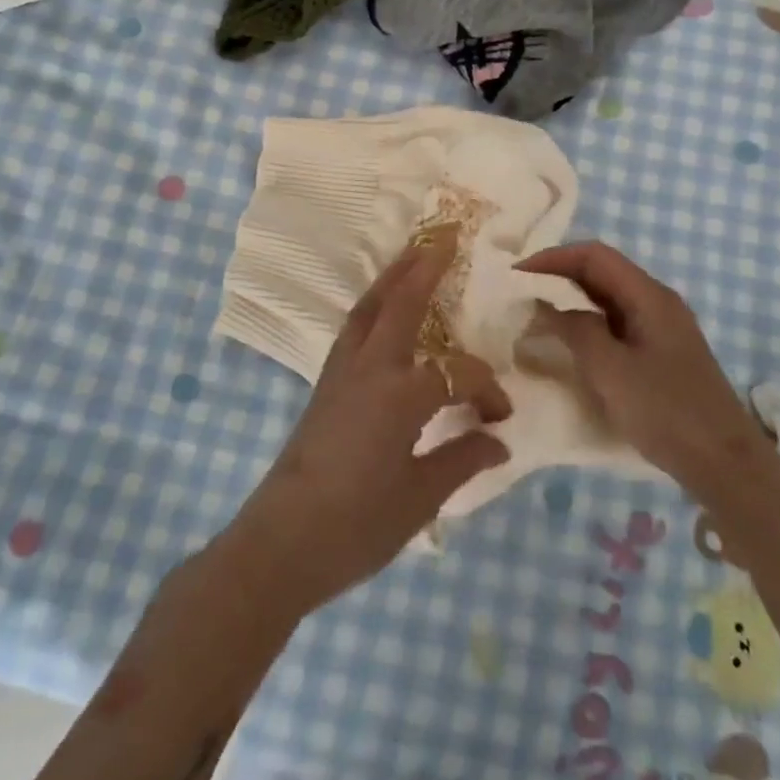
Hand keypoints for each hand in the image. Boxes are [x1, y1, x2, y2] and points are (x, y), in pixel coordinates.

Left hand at [223, 231, 511, 618]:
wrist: (279, 544)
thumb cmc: (355, 527)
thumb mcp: (419, 498)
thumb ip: (462, 460)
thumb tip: (498, 440)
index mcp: (400, 395)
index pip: (458, 375)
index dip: (486, 389)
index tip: (501, 417)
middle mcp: (370, 369)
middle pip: (400, 303)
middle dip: (425, 267)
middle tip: (446, 235)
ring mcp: (341, 372)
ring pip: (369, 308)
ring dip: (393, 277)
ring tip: (414, 252)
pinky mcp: (324, 384)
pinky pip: (354, 329)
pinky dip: (373, 306)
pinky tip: (383, 310)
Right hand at [517, 241, 767, 496]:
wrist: (725, 464)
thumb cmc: (666, 411)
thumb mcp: (610, 370)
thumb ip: (575, 330)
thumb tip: (545, 305)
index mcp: (649, 296)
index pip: (595, 256)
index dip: (553, 258)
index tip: (516, 275)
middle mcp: (656, 302)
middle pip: (602, 273)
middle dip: (559, 277)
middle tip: (520, 294)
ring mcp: (661, 328)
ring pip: (608, 299)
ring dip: (571, 302)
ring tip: (535, 316)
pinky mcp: (660, 353)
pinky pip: (616, 324)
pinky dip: (587, 324)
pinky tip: (568, 344)